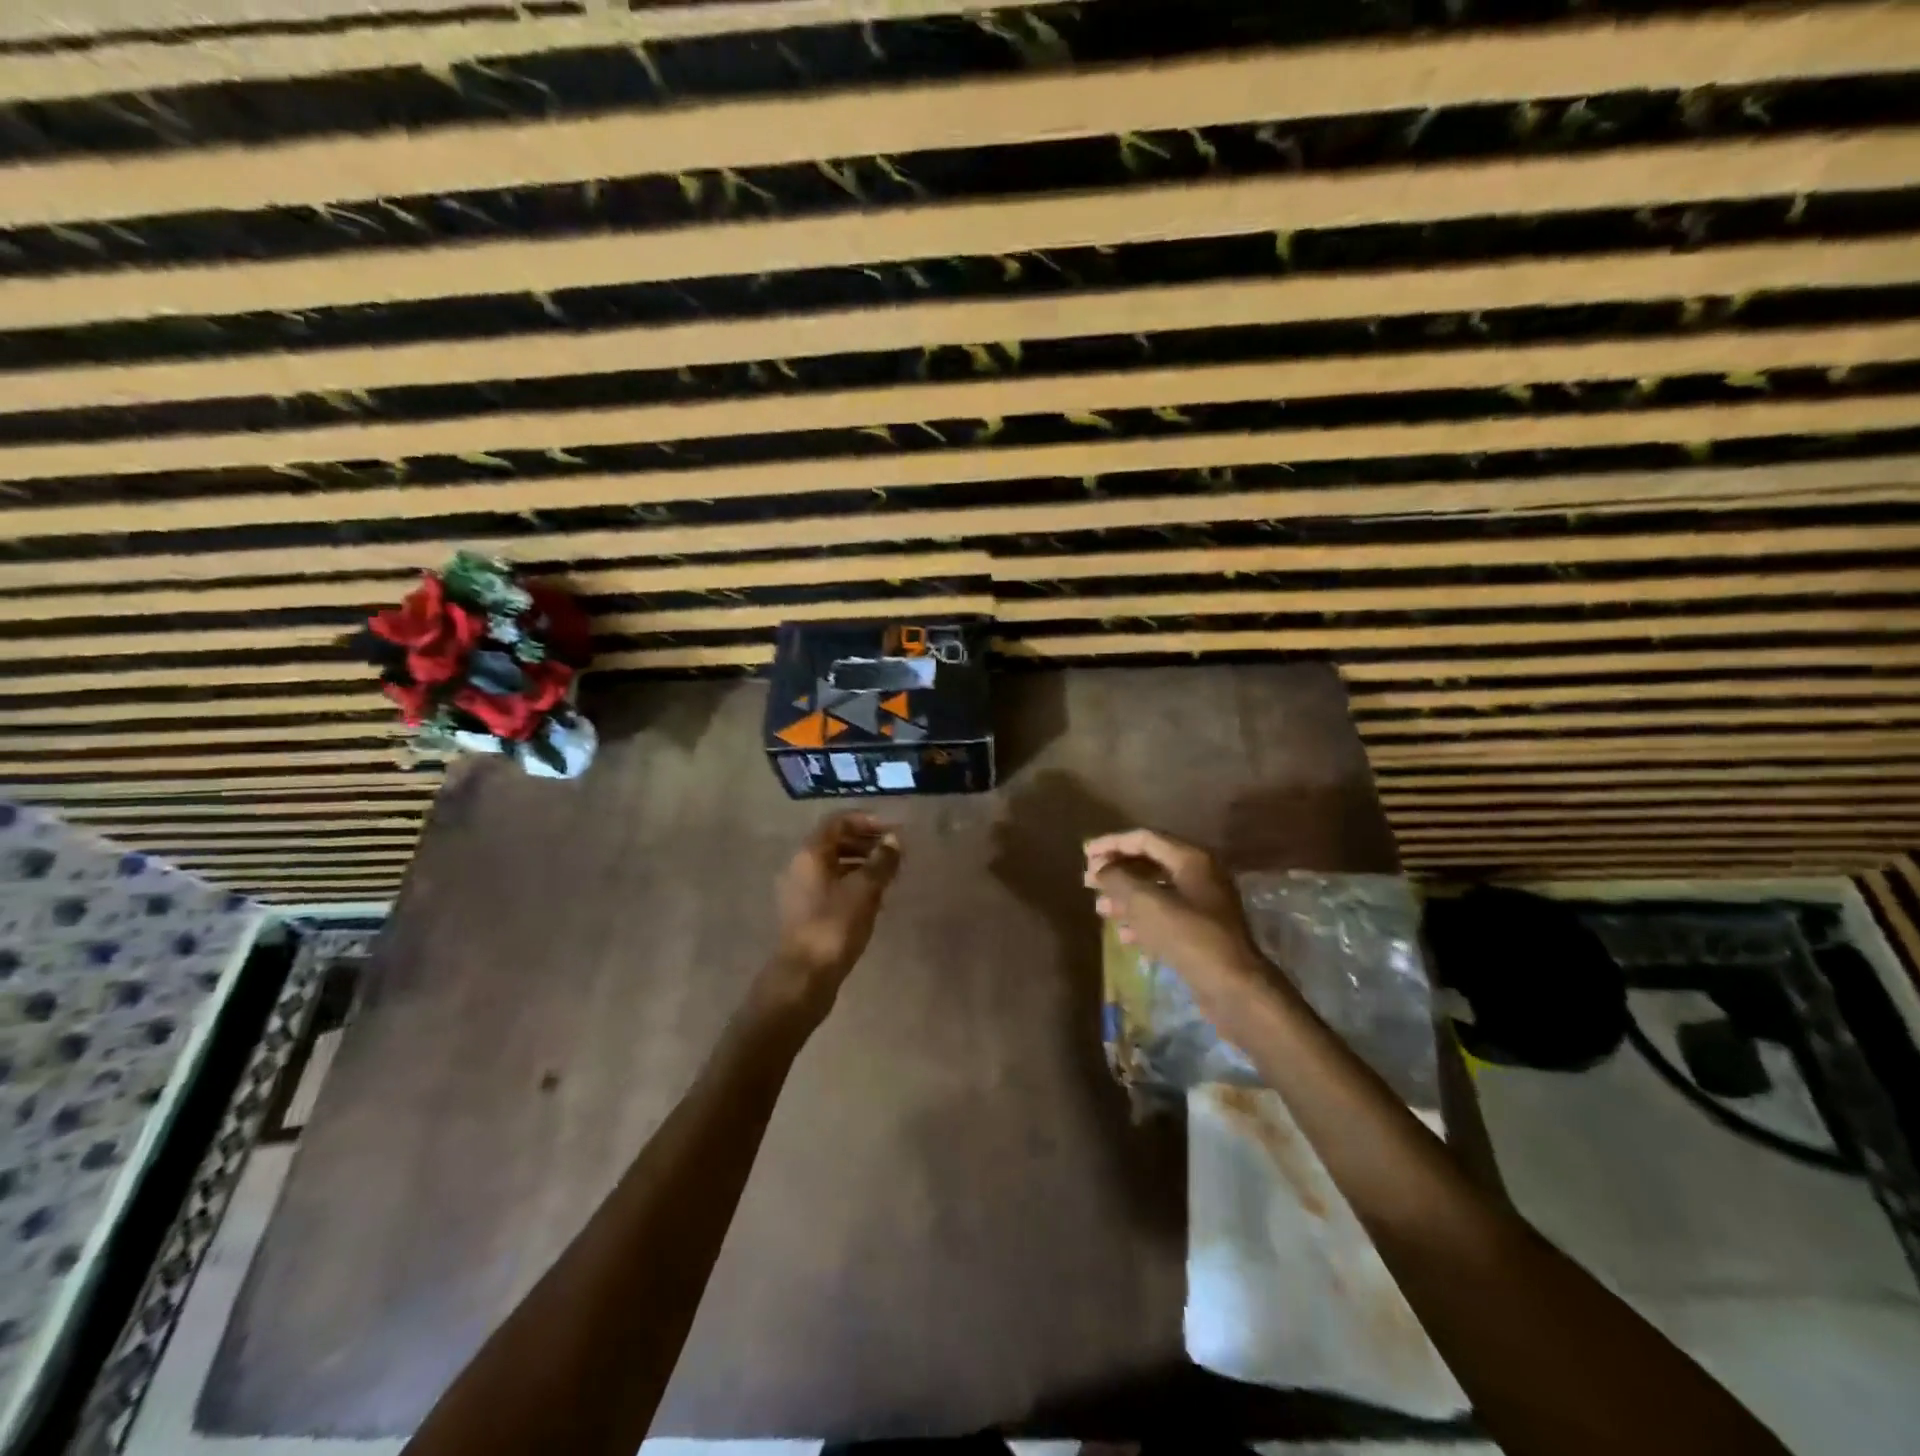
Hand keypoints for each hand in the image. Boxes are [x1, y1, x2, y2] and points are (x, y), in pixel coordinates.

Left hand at [764, 812, 901, 1011]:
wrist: (804, 977)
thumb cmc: (835, 926)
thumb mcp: (865, 890)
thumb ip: (881, 861)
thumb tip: (894, 840)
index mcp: (810, 853)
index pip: (838, 822)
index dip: (867, 820)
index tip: (893, 830)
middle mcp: (801, 866)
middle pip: (835, 842)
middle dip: (866, 842)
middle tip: (895, 851)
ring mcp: (801, 891)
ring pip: (834, 865)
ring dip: (862, 863)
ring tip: (890, 874)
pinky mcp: (807, 912)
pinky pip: (832, 885)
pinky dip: (853, 883)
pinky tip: (875, 898)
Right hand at [1084, 829, 1267, 994]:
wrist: (1233, 988)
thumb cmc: (1188, 937)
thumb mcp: (1146, 903)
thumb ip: (1118, 879)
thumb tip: (1101, 868)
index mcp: (1191, 859)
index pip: (1145, 839)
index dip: (1112, 843)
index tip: (1085, 854)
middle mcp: (1200, 875)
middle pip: (1150, 863)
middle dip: (1117, 871)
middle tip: (1088, 881)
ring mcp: (1204, 905)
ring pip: (1156, 891)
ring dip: (1126, 897)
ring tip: (1100, 908)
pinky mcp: (1202, 932)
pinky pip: (1166, 916)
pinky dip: (1142, 920)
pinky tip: (1123, 935)